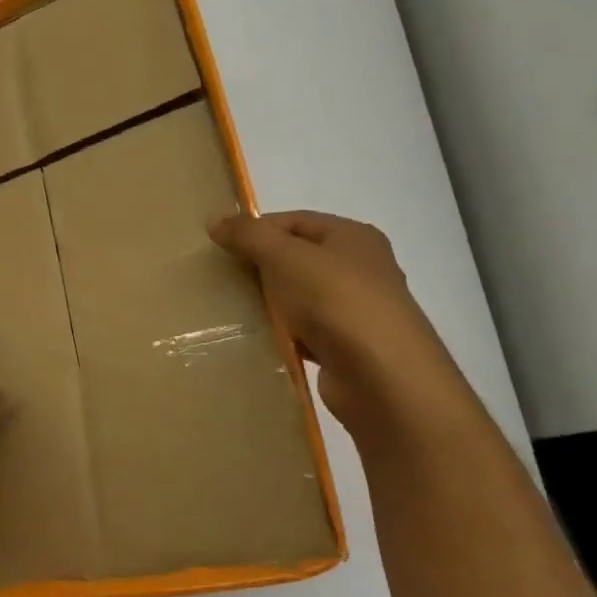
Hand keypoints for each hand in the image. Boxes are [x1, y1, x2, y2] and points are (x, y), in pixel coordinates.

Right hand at [210, 211, 476, 432]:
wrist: (382, 377)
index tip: (218, 247)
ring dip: (268, 303)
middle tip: (220, 278)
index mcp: (352, 237)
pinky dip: (281, 334)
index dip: (255, 229)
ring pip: (298, 297)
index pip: (293, 221)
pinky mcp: (346, 347)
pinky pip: (303, 332)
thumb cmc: (335, 301)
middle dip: (258, 267)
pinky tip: (257, 339)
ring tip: (231, 309)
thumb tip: (214, 219)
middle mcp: (360, 268)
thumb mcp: (285, 257)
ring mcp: (354, 310)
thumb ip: (248, 235)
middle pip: (296, 258)